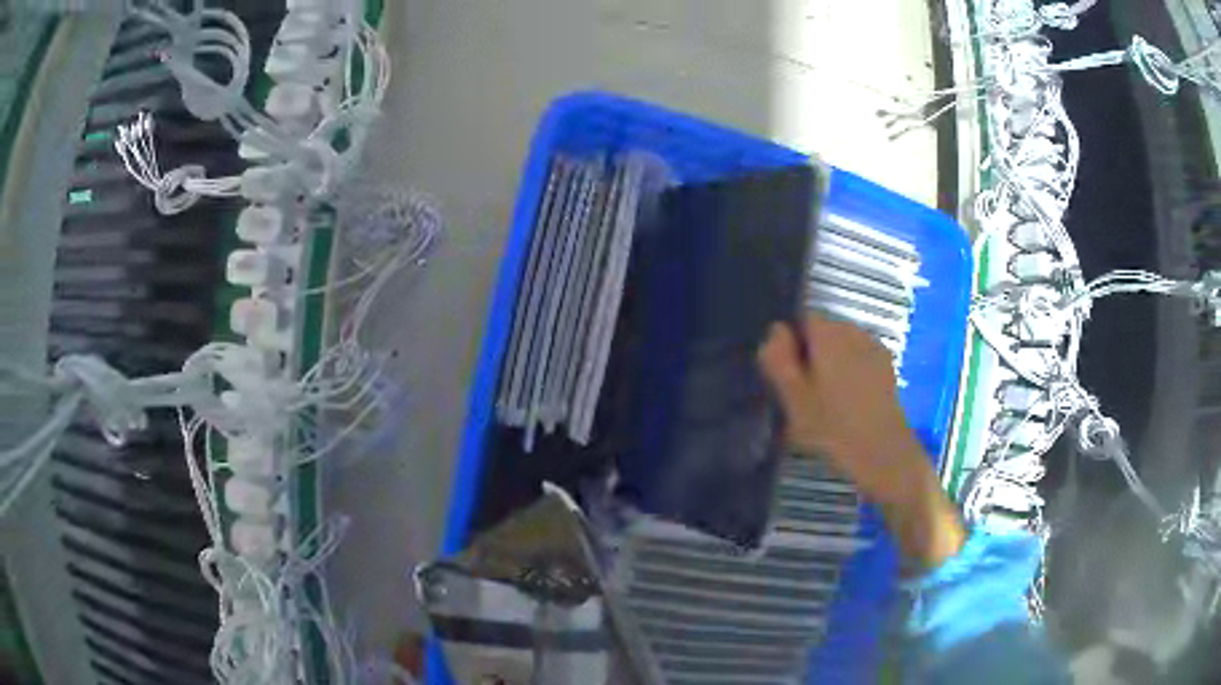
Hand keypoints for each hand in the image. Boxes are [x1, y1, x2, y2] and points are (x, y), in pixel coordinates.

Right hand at [757, 316, 965, 568]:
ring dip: (831, 365)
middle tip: (805, 395)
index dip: (791, 346)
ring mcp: (874, 347)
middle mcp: (853, 330)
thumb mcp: (793, 398)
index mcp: (828, 333)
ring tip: (826, 403)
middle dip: (812, 355)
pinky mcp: (886, 367)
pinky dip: (850, 374)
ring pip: (842, 347)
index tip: (789, 379)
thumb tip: (775, 330)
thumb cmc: (833, 428)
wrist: (884, 454)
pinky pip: (858, 360)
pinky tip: (848, 405)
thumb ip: (778, 359)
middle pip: (823, 332)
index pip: (801, 320)